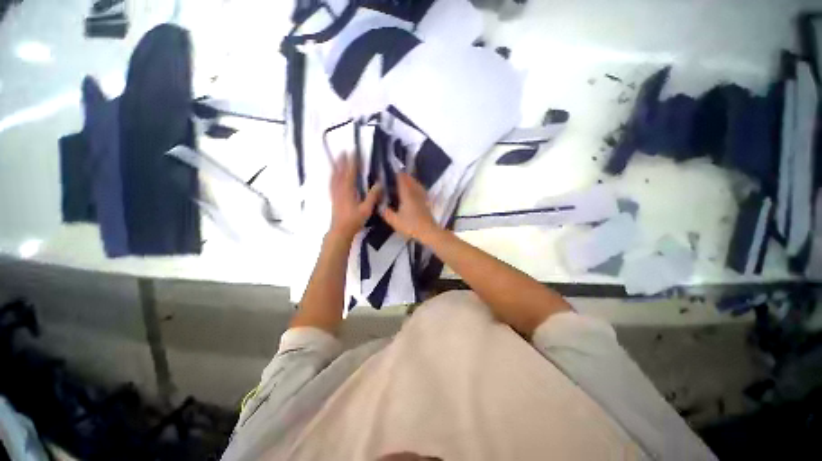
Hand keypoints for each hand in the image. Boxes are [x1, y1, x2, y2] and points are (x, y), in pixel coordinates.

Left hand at [330, 153, 380, 240]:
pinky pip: (331, 184)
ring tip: (337, 159)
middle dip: (342, 161)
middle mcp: (340, 189)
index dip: (352, 162)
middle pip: (340, 172)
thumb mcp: (366, 209)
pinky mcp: (333, 198)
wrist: (340, 231)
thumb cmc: (354, 220)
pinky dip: (332, 177)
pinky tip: (333, 176)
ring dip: (336, 167)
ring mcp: (335, 193)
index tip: (353, 152)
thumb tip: (379, 183)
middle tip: (344, 151)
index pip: (350, 173)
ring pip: (334, 177)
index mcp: (348, 190)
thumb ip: (373, 196)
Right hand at [380, 173, 439, 242]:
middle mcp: (415, 193)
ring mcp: (422, 197)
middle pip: (410, 180)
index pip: (402, 179)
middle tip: (396, 176)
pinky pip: (420, 190)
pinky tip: (414, 191)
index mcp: (407, 195)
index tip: (391, 171)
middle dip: (403, 176)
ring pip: (416, 184)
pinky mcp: (426, 202)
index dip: (397, 174)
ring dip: (411, 181)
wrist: (429, 231)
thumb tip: (381, 206)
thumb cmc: (411, 225)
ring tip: (404, 181)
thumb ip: (386, 213)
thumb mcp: (395, 221)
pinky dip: (416, 187)